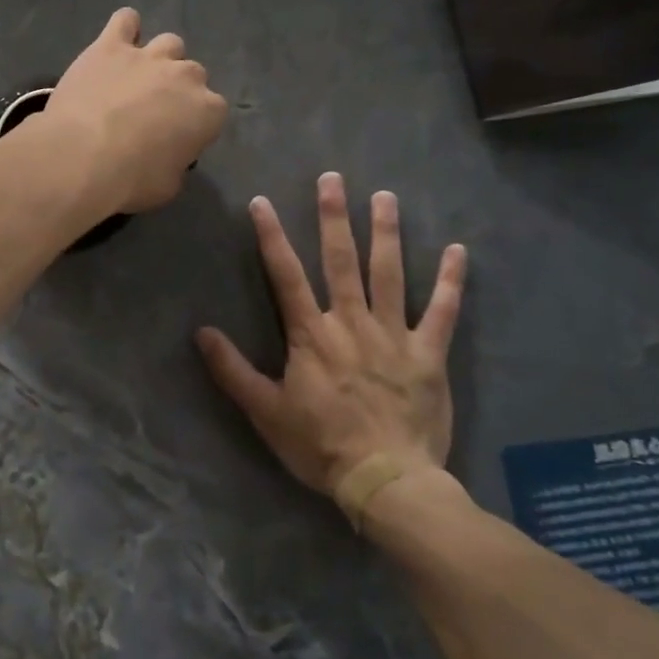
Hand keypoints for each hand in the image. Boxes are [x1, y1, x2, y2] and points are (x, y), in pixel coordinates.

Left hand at [43, 8, 227, 213]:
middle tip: (153, 112)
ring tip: (136, 79)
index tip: (177, 140)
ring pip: (169, 44)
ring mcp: (148, 56)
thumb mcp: (167, 186)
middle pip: (192, 74)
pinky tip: (115, 45)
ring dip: (159, 59)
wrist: (81, 156)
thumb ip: (177, 163)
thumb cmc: (130, 180)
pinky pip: (126, 20)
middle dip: (178, 91)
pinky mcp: (110, 46)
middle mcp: (185, 75)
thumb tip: (170, 156)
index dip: (195, 125)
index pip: (213, 112)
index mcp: (207, 111)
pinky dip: (125, 30)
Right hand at [196, 173, 466, 495]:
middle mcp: (351, 323)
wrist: (385, 480)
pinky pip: (441, 312)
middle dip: (334, 217)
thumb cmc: (320, 446)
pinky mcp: (428, 354)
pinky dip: (450, 281)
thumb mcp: (265, 412)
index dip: (271, 236)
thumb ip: (233, 370)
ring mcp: (393, 335)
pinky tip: (458, 250)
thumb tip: (200, 332)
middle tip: (333, 178)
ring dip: (387, 233)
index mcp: (311, 335)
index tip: (262, 202)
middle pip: (341, 261)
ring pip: (389, 274)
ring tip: (385, 196)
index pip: (285, 275)